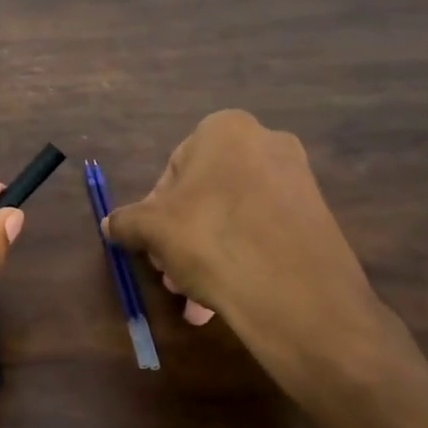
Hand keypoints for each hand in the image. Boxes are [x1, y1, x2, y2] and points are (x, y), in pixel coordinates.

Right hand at [104, 109, 403, 399]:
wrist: (297, 294)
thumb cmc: (212, 240)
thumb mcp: (152, 230)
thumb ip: (127, 221)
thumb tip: (110, 224)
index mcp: (225, 129)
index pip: (173, 169)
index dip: (154, 211)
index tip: (151, 246)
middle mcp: (266, 142)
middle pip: (205, 194)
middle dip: (182, 237)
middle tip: (170, 274)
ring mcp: (297, 179)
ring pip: (233, 217)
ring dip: (206, 254)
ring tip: (195, 298)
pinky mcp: (317, 216)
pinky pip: (263, 232)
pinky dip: (241, 258)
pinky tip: (226, 296)